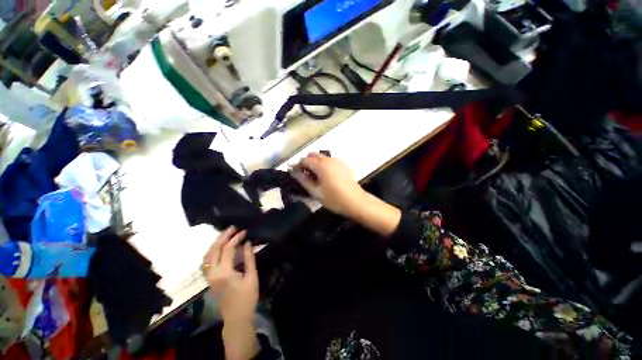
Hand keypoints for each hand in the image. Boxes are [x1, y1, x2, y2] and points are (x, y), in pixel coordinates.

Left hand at [203, 227, 257, 322]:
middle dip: (223, 237)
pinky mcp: (209, 279)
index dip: (236, 238)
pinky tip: (219, 248)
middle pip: (213, 250)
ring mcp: (209, 277)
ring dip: (216, 243)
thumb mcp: (251, 276)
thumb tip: (247, 243)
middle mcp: (213, 273)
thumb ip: (249, 258)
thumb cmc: (247, 297)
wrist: (236, 317)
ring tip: (226, 235)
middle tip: (232, 228)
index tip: (245, 231)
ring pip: (207, 256)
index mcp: (224, 273)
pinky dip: (212, 252)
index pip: (227, 249)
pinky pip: (207, 262)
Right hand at [292, 153, 366, 217]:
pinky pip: (330, 161)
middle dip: (307, 162)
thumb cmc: (334, 198)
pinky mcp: (343, 165)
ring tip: (315, 177)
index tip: (296, 174)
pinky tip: (326, 176)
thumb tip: (296, 173)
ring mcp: (338, 161)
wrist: (355, 201)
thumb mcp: (316, 192)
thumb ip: (304, 181)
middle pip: (314, 155)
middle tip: (305, 175)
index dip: (298, 166)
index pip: (305, 160)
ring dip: (316, 163)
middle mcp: (329, 159)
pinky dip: (324, 165)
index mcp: (321, 165)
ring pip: (322, 157)